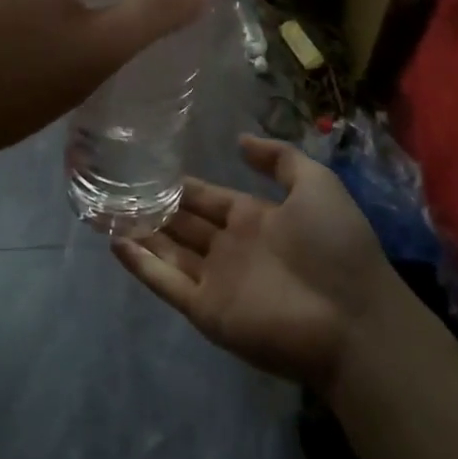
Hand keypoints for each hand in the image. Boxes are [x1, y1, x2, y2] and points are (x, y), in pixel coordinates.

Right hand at [113, 135, 398, 393]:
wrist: (353, 318)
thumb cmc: (335, 246)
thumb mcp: (316, 186)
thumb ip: (279, 159)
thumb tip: (240, 140)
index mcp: (254, 219)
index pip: (208, 199)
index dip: (182, 187)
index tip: (149, 169)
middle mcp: (230, 247)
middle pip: (183, 224)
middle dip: (153, 208)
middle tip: (115, 188)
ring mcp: (217, 281)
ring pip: (169, 252)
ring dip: (140, 233)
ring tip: (104, 211)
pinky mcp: (207, 311)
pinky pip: (167, 284)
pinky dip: (142, 266)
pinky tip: (115, 244)